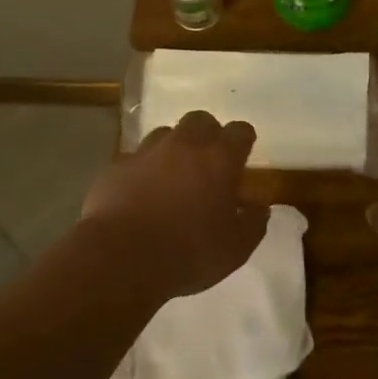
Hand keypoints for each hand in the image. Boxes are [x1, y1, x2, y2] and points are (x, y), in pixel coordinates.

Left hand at [81, 110, 266, 298]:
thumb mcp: (234, 250)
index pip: (240, 131)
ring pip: (165, 134)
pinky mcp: (117, 166)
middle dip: (207, 135)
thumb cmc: (187, 253)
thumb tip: (260, 209)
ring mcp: (147, 152)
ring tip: (172, 177)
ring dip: (173, 149)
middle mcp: (184, 145)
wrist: (120, 258)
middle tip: (207, 163)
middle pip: (201, 120)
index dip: (243, 141)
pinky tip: (140, 193)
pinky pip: (135, 158)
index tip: (242, 157)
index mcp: (219, 159)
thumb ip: (253, 224)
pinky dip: (142, 169)